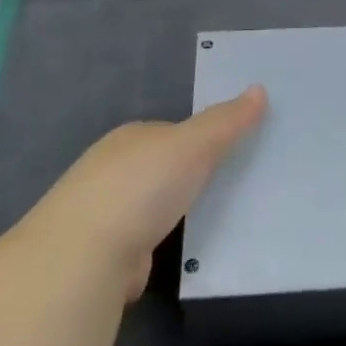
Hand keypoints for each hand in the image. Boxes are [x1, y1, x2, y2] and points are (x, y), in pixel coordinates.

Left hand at [31, 87, 266, 298]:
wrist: (86, 256)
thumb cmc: (142, 186)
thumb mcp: (194, 144)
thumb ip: (226, 121)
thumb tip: (259, 89)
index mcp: (130, 137)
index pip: (172, 131)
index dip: (202, 138)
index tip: (232, 151)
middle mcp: (111, 169)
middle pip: (160, 166)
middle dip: (186, 175)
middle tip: (230, 185)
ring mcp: (105, 213)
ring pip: (152, 205)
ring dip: (173, 210)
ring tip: (213, 218)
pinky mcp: (106, 253)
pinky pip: (145, 239)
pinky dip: (161, 242)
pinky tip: (182, 250)